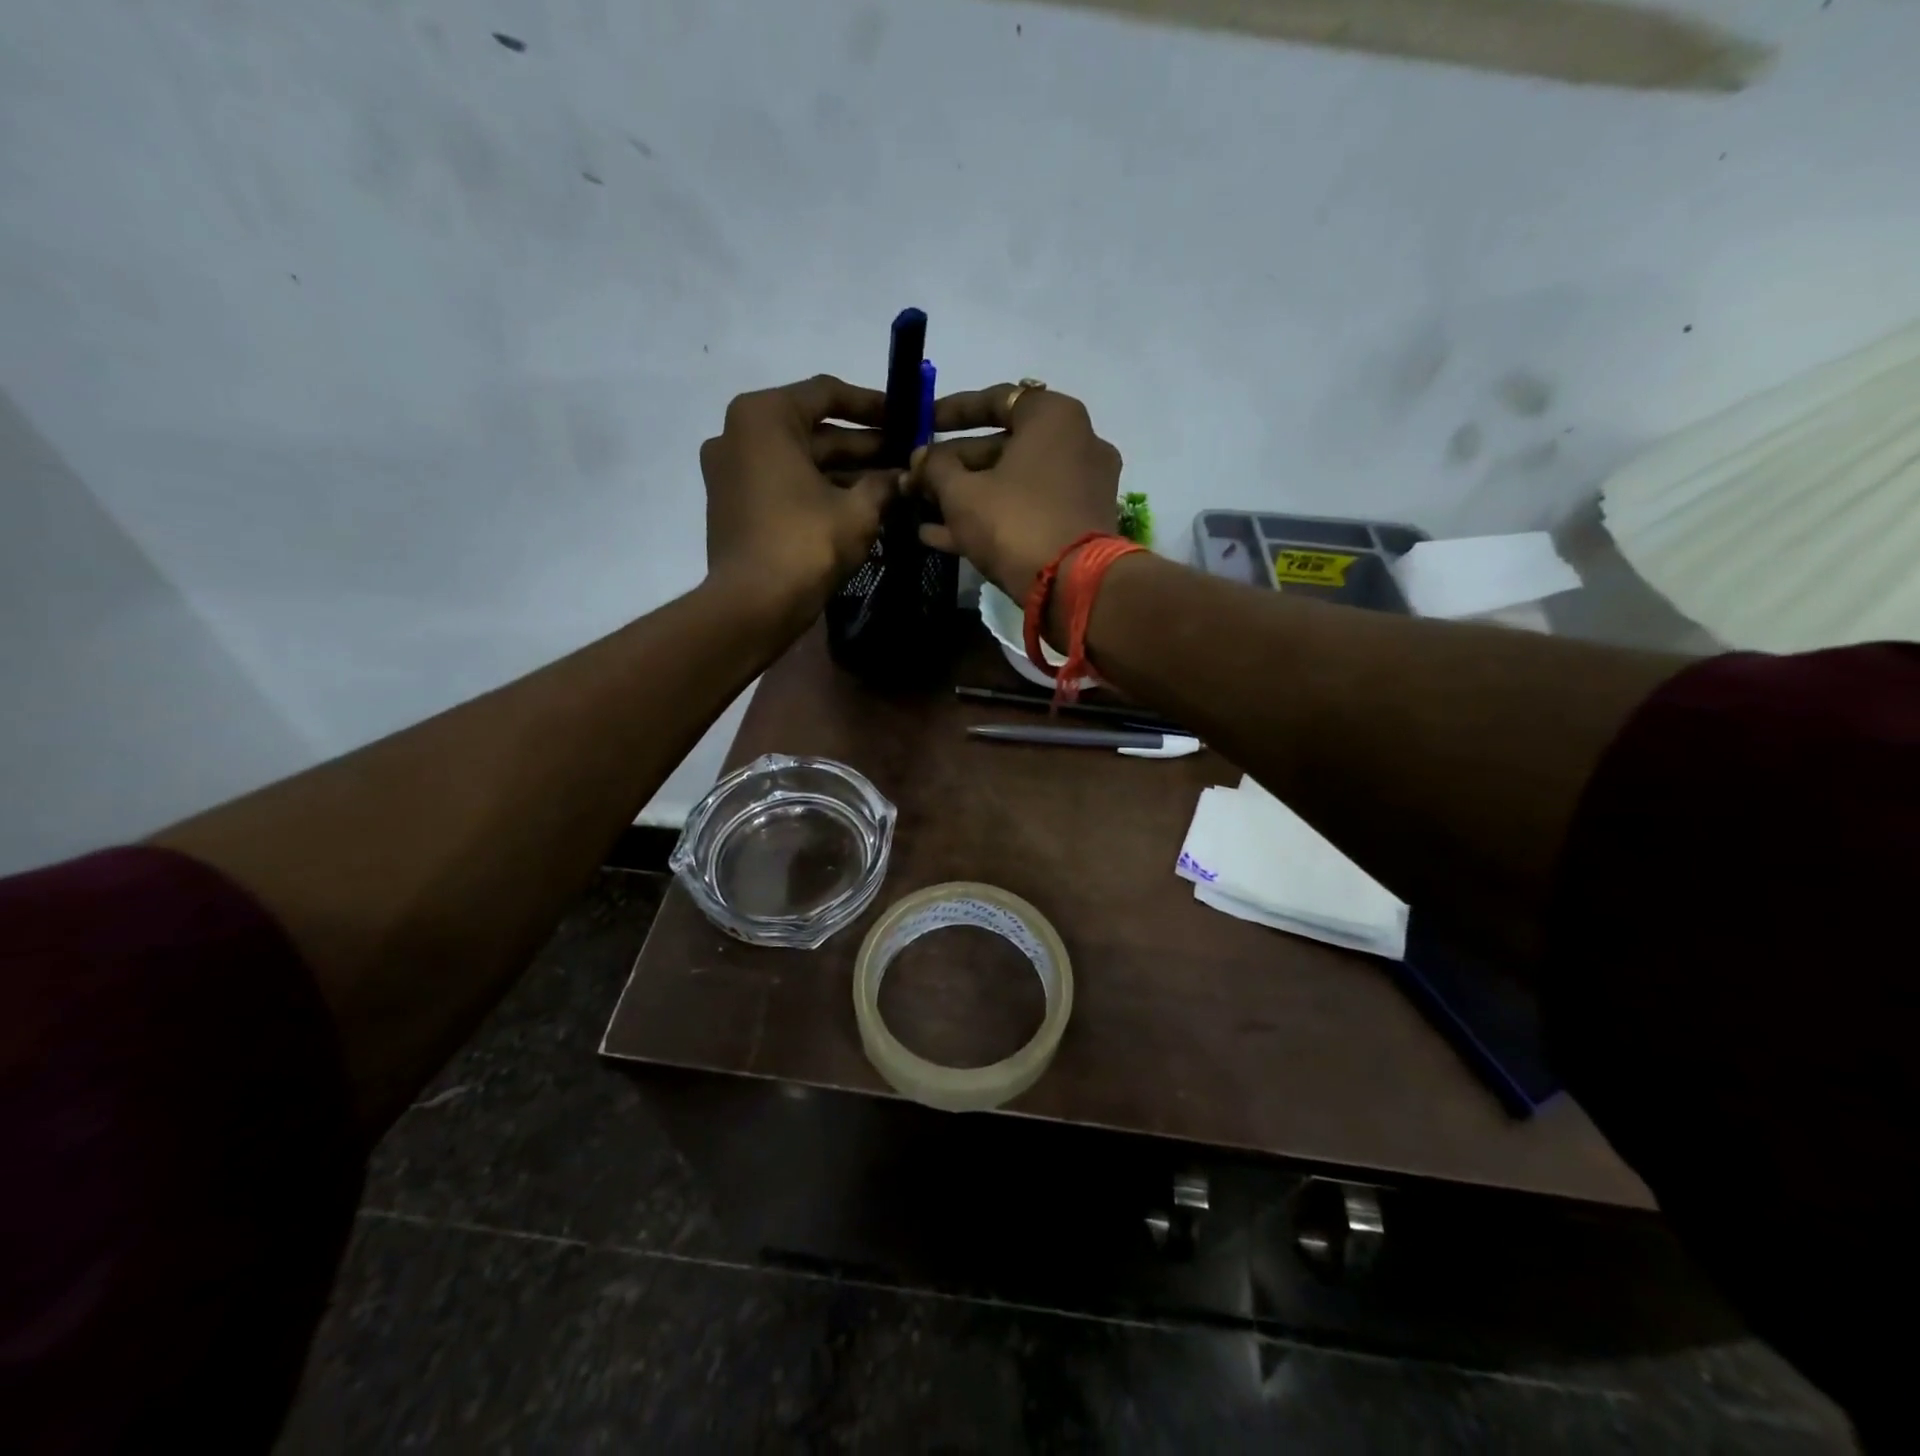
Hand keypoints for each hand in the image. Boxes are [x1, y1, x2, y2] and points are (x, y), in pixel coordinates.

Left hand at [700, 375, 898, 621]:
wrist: (752, 605)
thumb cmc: (806, 544)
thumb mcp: (858, 511)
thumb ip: (884, 484)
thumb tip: (905, 477)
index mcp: (764, 416)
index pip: (827, 393)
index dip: (873, 405)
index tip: (906, 417)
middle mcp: (739, 433)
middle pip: (813, 429)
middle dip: (863, 445)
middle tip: (906, 457)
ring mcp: (731, 470)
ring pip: (800, 460)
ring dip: (845, 471)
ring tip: (891, 484)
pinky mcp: (733, 504)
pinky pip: (783, 484)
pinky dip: (818, 490)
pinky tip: (859, 505)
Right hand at [910, 383, 1121, 600]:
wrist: (1073, 587)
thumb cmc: (1014, 522)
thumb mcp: (962, 493)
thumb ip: (935, 468)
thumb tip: (920, 458)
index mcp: (1054, 417)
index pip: (997, 399)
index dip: (952, 411)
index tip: (922, 424)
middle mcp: (1076, 443)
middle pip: (1003, 446)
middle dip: (954, 465)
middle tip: (917, 479)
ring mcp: (1081, 487)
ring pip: (1012, 483)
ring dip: (966, 496)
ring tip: (921, 508)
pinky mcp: (1078, 525)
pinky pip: (1028, 511)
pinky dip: (991, 518)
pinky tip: (940, 536)